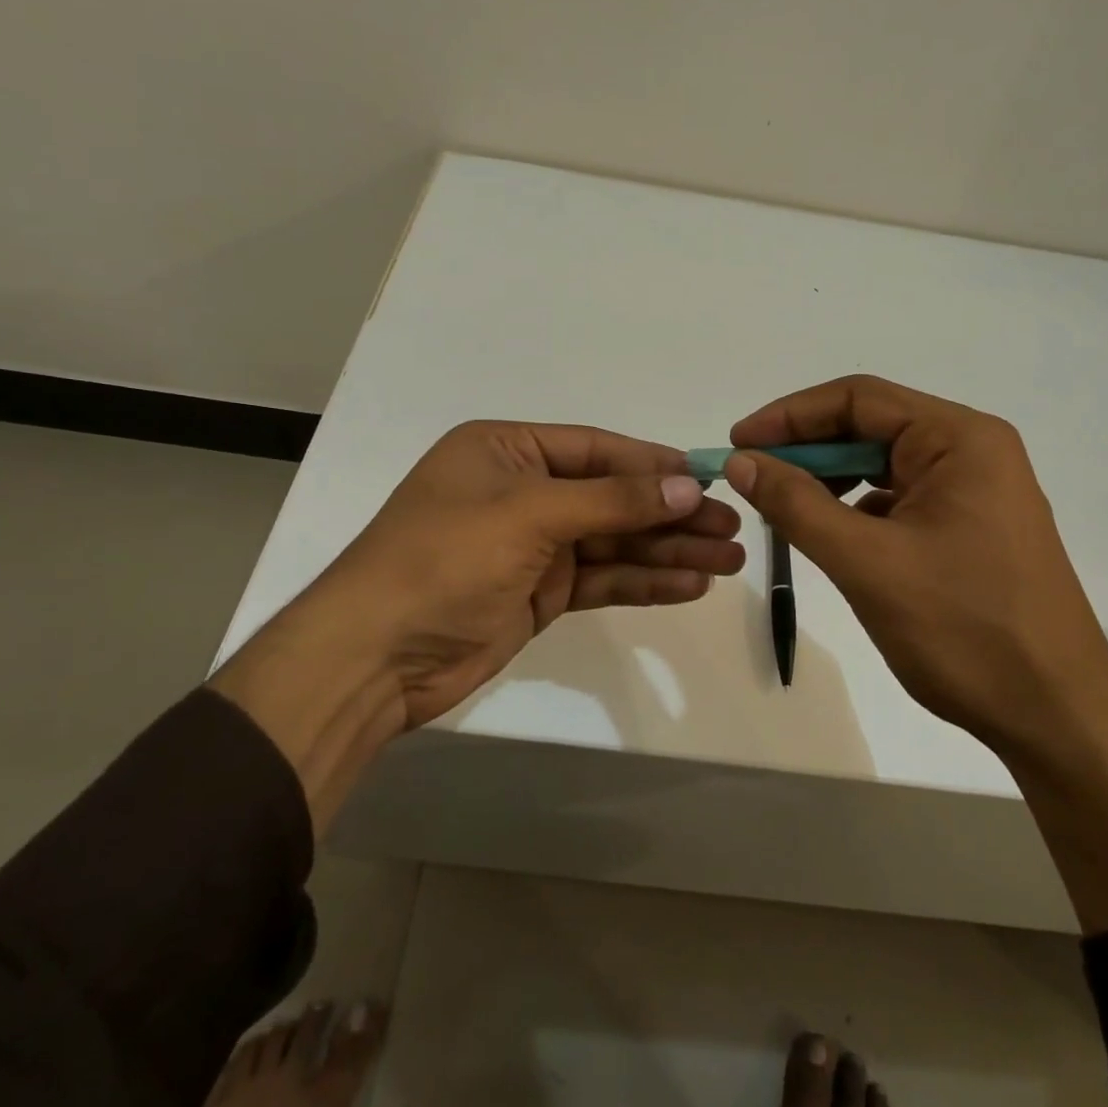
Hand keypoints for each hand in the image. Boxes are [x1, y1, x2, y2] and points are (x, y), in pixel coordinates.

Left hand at [220, 421, 743, 771]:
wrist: (374, 657)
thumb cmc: (444, 560)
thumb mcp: (528, 515)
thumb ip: (611, 501)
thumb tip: (687, 483)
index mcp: (506, 451)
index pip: (596, 449)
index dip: (654, 464)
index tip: (710, 478)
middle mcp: (520, 492)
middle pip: (612, 497)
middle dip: (670, 512)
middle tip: (733, 526)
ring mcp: (530, 546)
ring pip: (613, 542)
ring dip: (667, 549)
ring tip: (728, 557)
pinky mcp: (537, 593)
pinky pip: (600, 579)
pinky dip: (643, 582)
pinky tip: (690, 584)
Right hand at [724, 375, 1107, 754]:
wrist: (1056, 717)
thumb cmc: (964, 630)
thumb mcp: (867, 562)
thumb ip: (797, 505)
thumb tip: (741, 461)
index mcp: (960, 440)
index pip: (859, 399)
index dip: (790, 415)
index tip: (738, 443)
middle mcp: (972, 452)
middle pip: (870, 427)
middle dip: (806, 449)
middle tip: (751, 477)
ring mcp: (975, 492)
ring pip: (882, 465)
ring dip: (828, 480)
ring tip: (781, 506)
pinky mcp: (969, 529)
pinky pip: (898, 500)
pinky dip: (855, 509)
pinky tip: (827, 535)